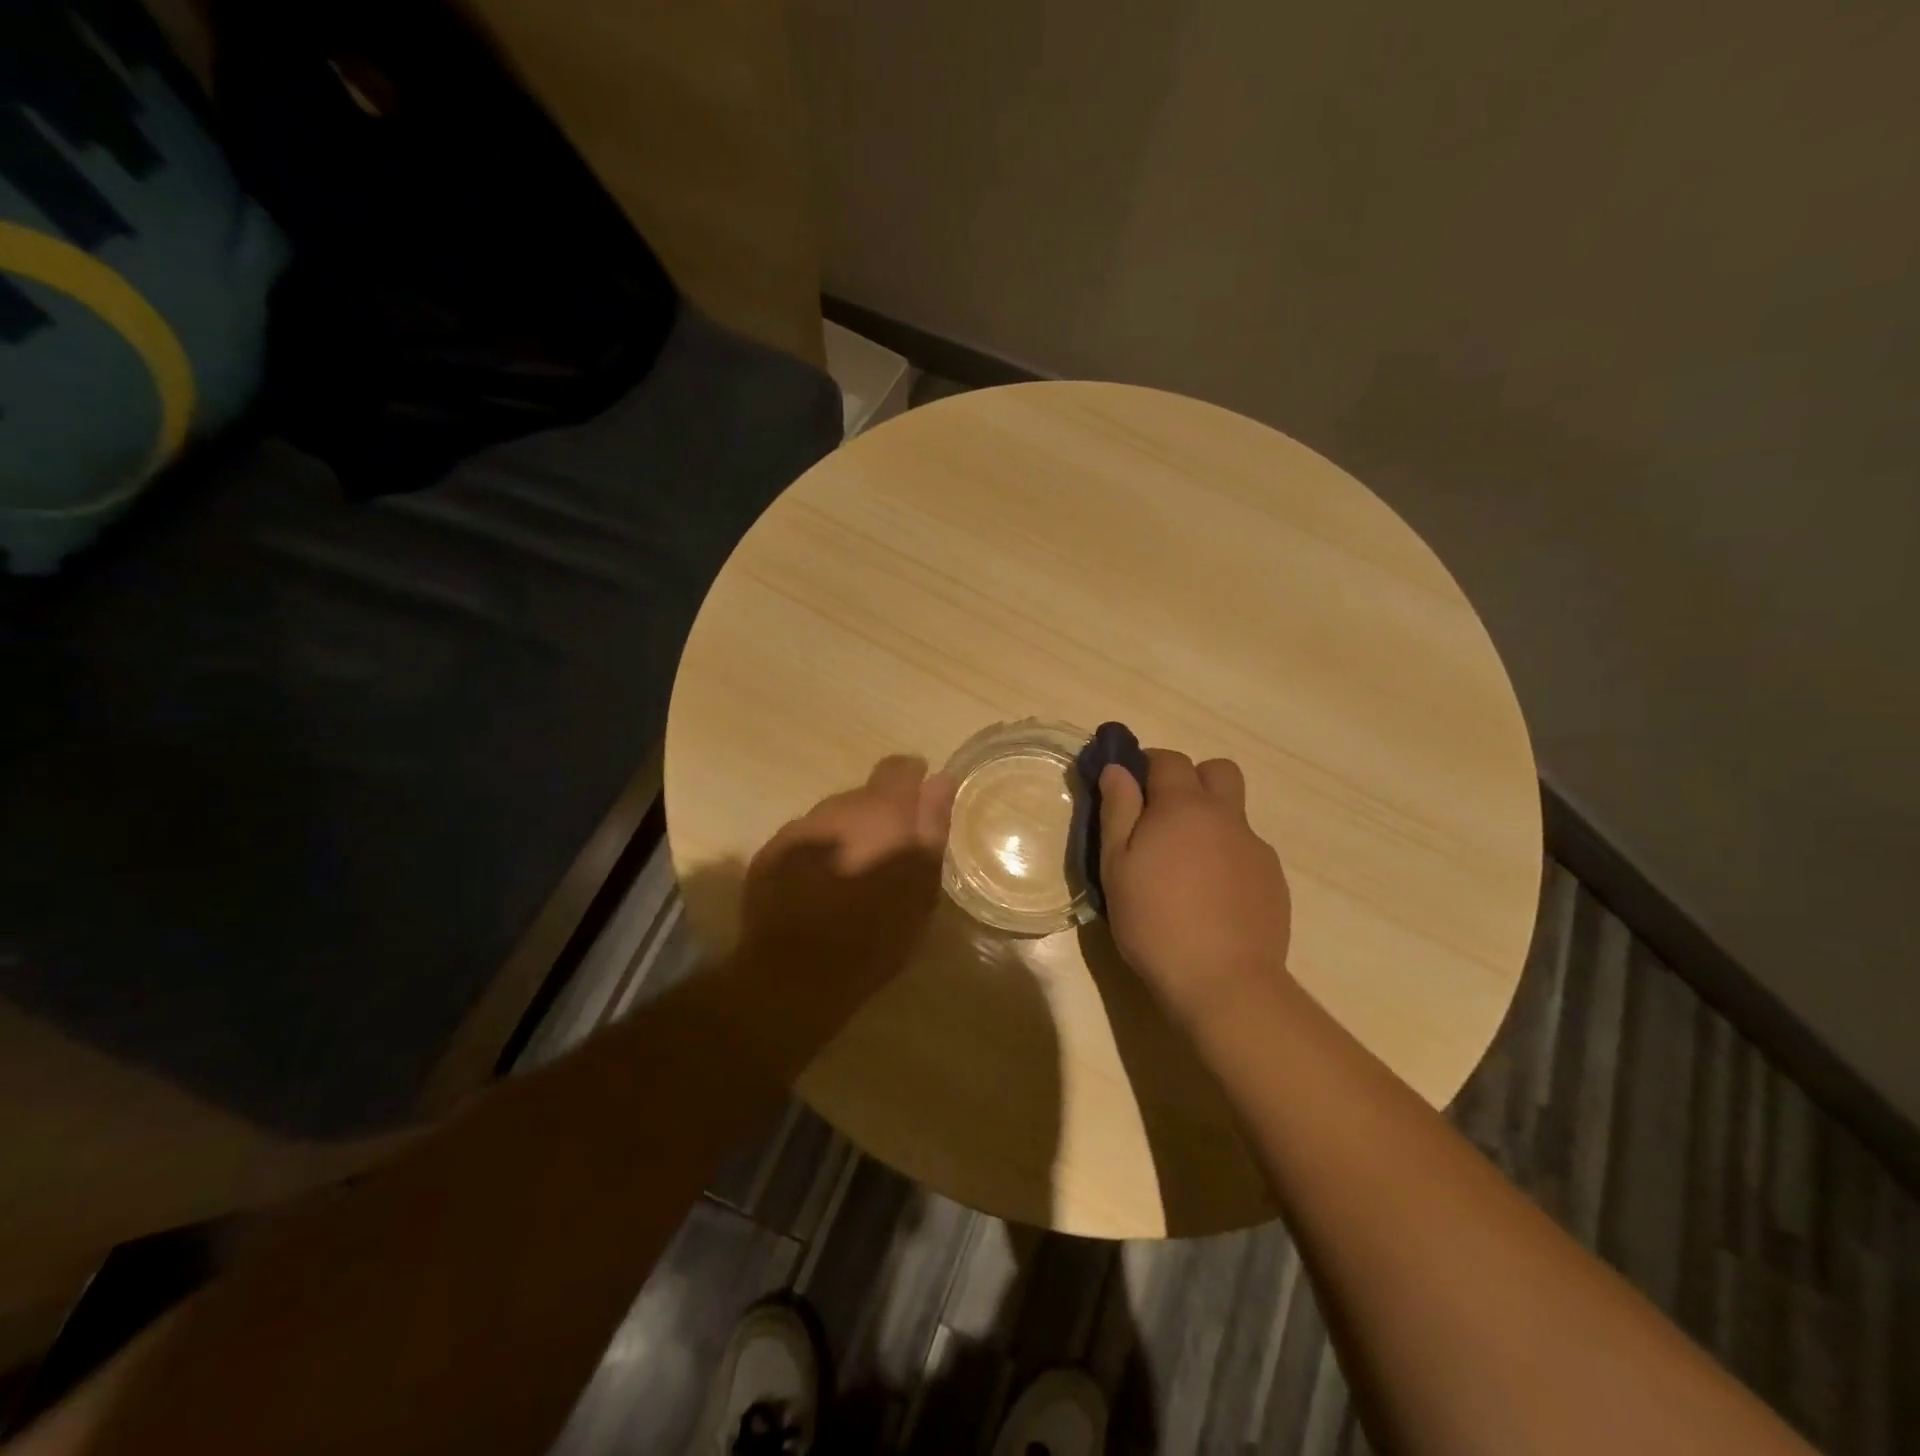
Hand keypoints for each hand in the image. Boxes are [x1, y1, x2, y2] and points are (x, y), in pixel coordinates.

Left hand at [738, 756, 956, 1008]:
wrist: (797, 973)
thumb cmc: (876, 932)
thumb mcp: (921, 883)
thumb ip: (932, 825)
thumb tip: (939, 778)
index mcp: (880, 810)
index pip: (899, 768)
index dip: (913, 781)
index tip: (920, 807)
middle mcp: (836, 807)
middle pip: (863, 797)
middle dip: (877, 819)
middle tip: (887, 859)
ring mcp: (799, 829)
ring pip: (832, 819)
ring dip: (846, 837)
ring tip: (853, 878)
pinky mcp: (770, 854)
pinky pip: (804, 842)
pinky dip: (818, 855)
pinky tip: (820, 889)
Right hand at [1097, 749, 1293, 1024]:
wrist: (1224, 982)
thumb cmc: (1155, 921)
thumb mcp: (1117, 865)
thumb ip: (1117, 810)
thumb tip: (1118, 768)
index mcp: (1184, 807)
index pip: (1169, 759)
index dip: (1146, 764)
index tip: (1129, 787)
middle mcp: (1226, 816)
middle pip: (1217, 771)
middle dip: (1190, 779)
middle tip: (1163, 815)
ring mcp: (1255, 847)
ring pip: (1234, 812)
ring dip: (1210, 819)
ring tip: (1185, 863)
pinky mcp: (1273, 878)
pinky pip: (1246, 848)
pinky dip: (1226, 855)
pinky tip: (1210, 895)